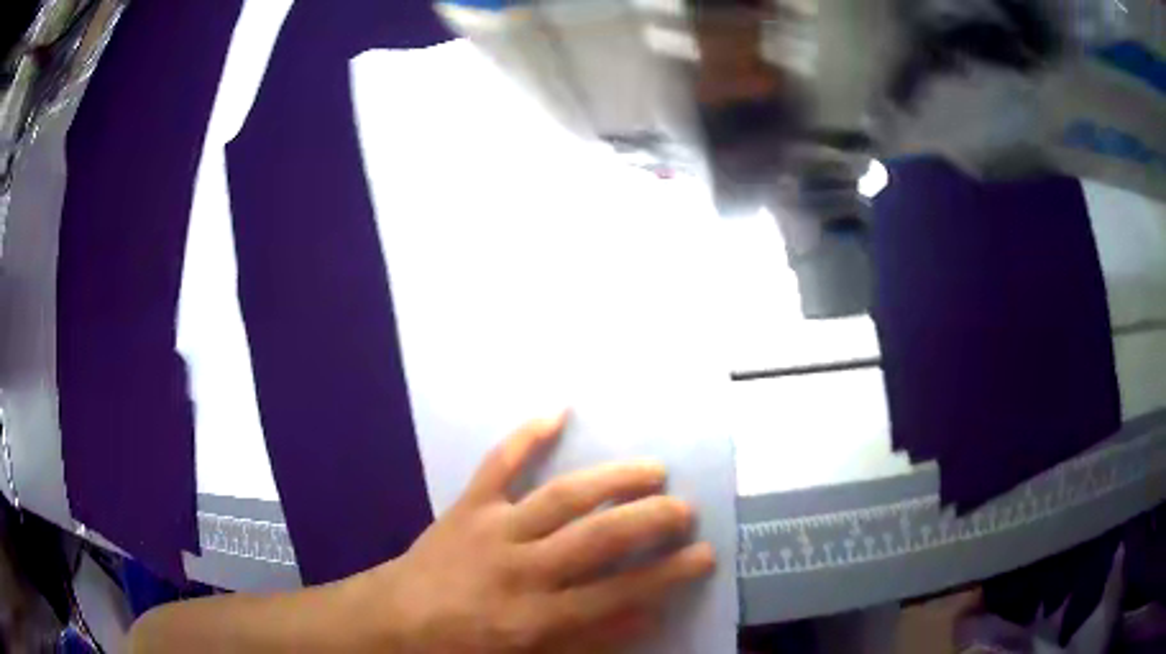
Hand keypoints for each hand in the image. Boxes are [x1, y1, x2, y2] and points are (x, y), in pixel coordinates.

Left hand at [362, 413, 715, 652]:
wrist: (394, 621)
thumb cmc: (463, 648)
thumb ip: (589, 640)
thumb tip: (646, 613)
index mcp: (534, 618)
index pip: (618, 595)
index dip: (667, 575)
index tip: (705, 555)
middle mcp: (519, 569)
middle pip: (596, 539)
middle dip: (649, 520)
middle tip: (686, 509)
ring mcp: (492, 529)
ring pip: (561, 497)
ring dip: (611, 479)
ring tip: (653, 469)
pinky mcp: (468, 506)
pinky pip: (498, 465)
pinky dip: (526, 436)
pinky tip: (557, 410)